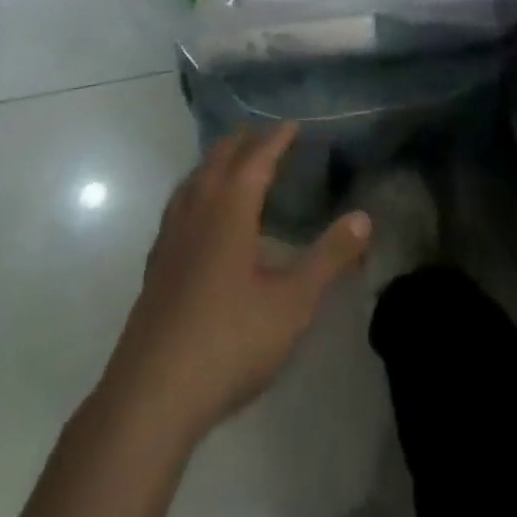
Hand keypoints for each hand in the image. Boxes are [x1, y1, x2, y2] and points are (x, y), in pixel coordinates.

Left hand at [103, 123, 371, 440]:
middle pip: (220, 159)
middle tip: (267, 136)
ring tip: (234, 162)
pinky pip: (180, 203)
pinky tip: (202, 215)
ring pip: (195, 178)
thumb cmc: (230, 340)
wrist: (153, 392)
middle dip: (244, 141)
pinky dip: (197, 189)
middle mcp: (198, 209)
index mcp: (230, 209)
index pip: (256, 158)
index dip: (276, 138)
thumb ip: (329, 258)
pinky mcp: (157, 262)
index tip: (292, 124)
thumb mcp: (292, 303)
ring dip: (217, 162)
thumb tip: (364, 217)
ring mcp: (172, 235)